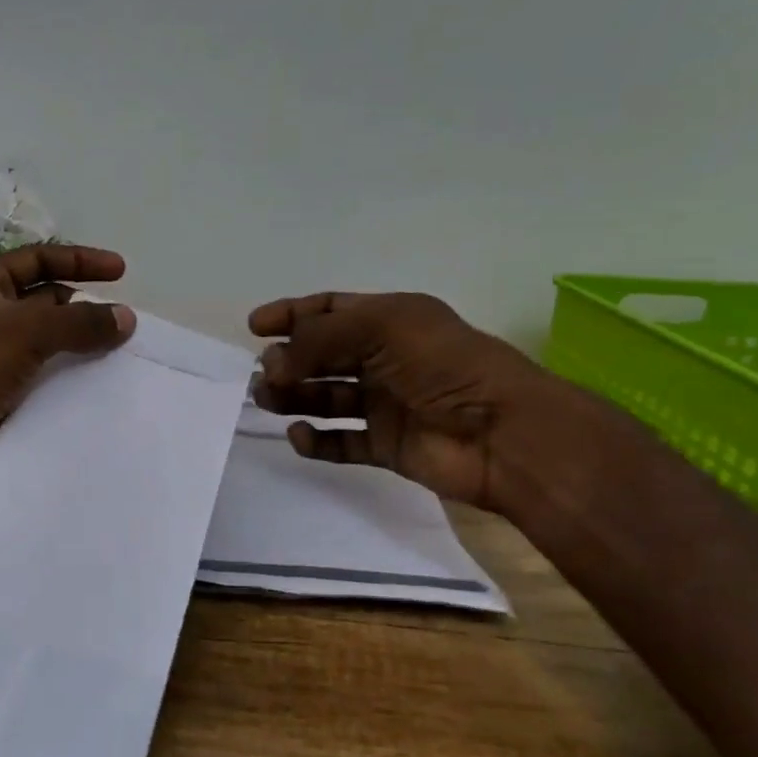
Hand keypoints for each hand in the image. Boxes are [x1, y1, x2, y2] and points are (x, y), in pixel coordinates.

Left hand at [0, 245, 134, 498]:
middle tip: (126, 325)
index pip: (39, 259)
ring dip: (81, 349)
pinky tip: (100, 390)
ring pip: (49, 345)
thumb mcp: (25, 330)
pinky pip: (44, 380)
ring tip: (124, 358)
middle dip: (84, 309)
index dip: (81, 261)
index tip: (122, 271)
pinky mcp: (0, 395)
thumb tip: (126, 317)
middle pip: (47, 302)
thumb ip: (80, 321)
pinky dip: (70, 382)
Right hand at [248, 291, 563, 512]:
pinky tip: (299, 435)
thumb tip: (273, 360)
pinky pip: (341, 442)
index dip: (292, 315)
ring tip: (268, 400)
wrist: (502, 433)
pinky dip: (316, 440)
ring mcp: (385, 404)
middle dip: (289, 360)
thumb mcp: (380, 328)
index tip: (255, 327)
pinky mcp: (387, 445)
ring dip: (294, 397)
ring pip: (326, 398)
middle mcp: (386, 359)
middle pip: (323, 356)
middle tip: (265, 373)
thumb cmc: (444, 366)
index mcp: (391, 321)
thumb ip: (320, 338)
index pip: (331, 310)